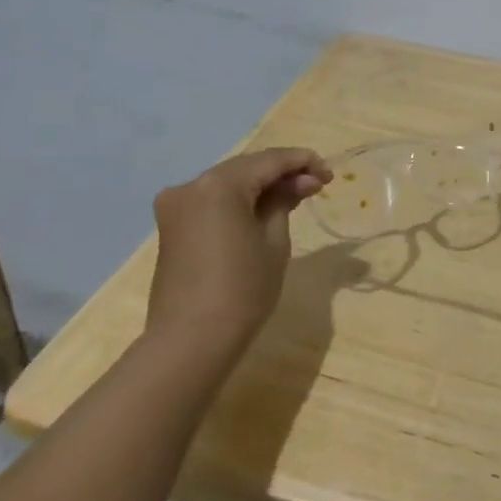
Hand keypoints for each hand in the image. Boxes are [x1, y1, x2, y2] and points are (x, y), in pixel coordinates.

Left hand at [147, 147, 330, 384]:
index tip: (329, 173)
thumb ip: (284, 201)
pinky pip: (212, 201)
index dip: (302, 162)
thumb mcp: (274, 241)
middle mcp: (192, 185)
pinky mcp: (171, 225)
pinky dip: (239, 200)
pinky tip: (262, 210)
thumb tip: (299, 181)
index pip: (269, 160)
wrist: (192, 340)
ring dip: (260, 186)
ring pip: (228, 183)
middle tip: (316, 185)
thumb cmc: (243, 290)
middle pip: (246, 167)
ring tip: (295, 197)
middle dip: (282, 173)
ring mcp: (176, 205)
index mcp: (219, 185)